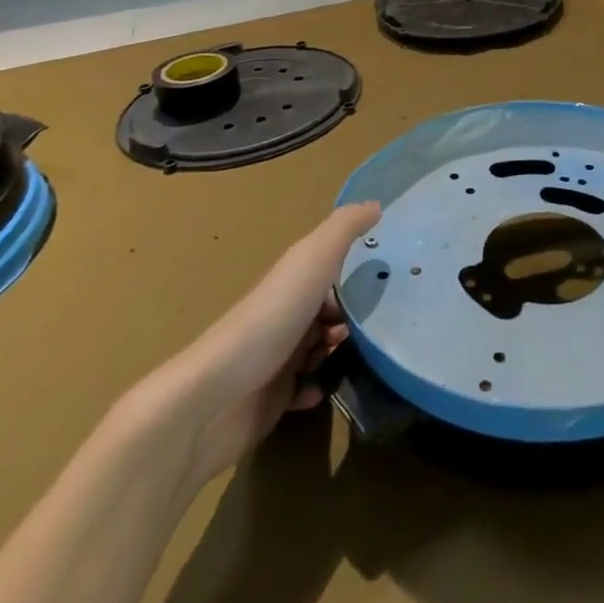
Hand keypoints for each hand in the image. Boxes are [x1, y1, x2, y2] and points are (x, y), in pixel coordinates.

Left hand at [129, 203, 381, 490]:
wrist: (215, 398)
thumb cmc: (271, 319)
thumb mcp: (313, 259)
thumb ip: (344, 228)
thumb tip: (377, 203)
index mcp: (294, 281)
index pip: (333, 272)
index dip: (359, 278)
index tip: (388, 286)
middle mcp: (286, 315)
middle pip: (331, 311)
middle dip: (355, 319)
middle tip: (375, 329)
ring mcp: (278, 358)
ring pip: (322, 350)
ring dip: (342, 354)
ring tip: (354, 359)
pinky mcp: (272, 399)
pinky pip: (306, 391)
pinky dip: (319, 389)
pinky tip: (324, 389)